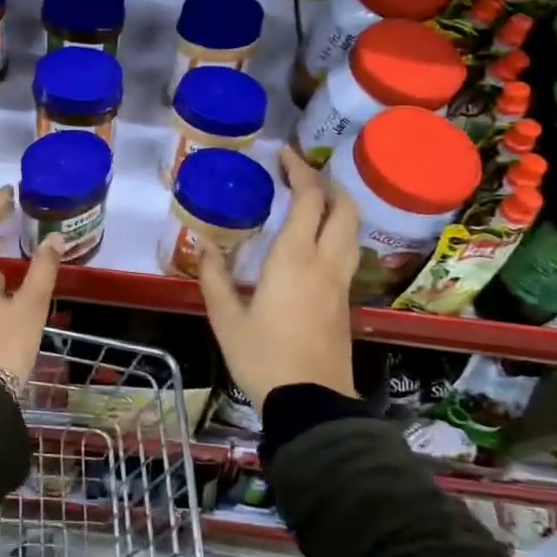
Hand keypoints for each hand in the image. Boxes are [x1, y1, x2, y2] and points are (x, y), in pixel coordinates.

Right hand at [197, 147, 358, 407]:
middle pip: (343, 207)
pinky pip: (348, 250)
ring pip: (352, 228)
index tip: (283, 154)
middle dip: (326, 182)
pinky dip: (337, 230)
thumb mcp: (225, 317)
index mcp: (294, 258)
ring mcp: (341, 282)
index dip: (299, 171)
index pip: (309, 199)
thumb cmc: (262, 357)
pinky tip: (315, 240)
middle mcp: (325, 262)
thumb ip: (214, 276)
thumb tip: (204, 244)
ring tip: (311, 200)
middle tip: (300, 173)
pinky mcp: (345, 301)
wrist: (310, 402)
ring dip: (337, 205)